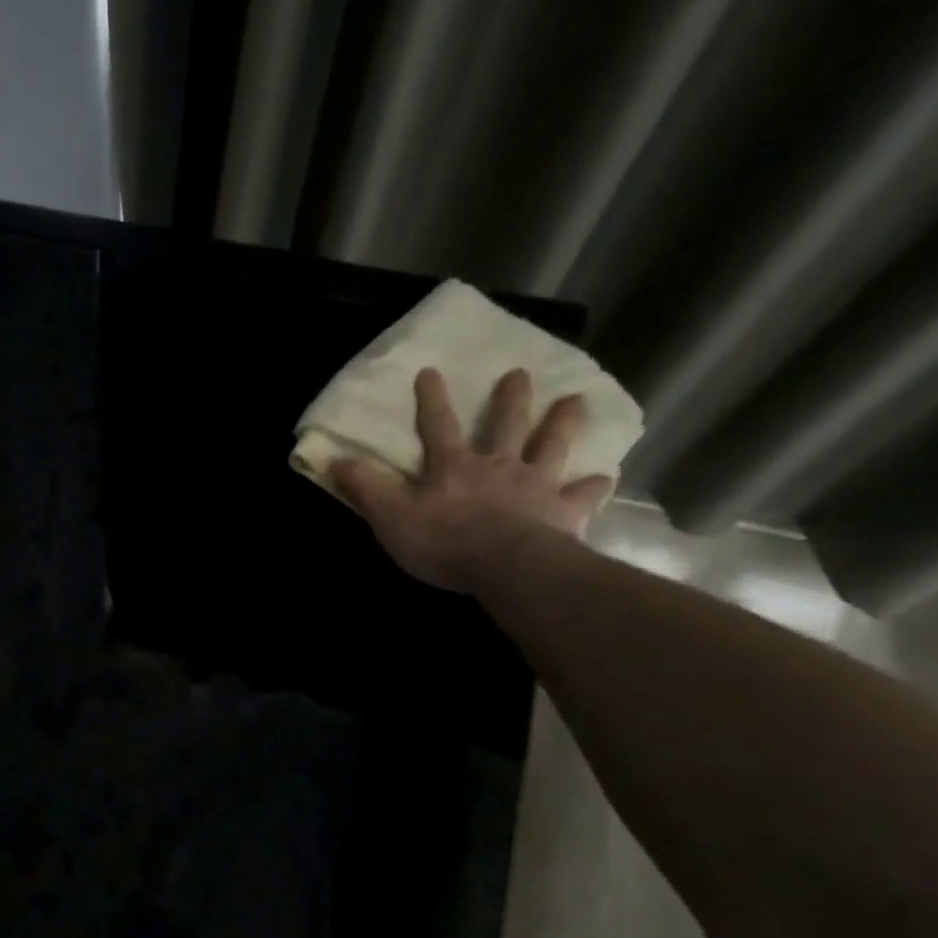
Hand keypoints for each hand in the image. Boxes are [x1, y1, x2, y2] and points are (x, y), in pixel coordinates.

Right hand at [329, 367, 612, 593]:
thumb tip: (334, 458)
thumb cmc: (443, 541)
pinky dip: (592, 486)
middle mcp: (498, 466)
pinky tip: (603, 479)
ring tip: (576, 401)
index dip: (432, 399)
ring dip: (563, 423)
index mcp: (453, 467)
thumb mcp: (390, 515)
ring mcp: (535, 486)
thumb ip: (365, 486)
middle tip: (520, 373)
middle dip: (510, 398)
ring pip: (552, 446)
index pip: (438, 426)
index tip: (431, 371)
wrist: (506, 565)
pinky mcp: (564, 512)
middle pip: (505, 425)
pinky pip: (582, 495)